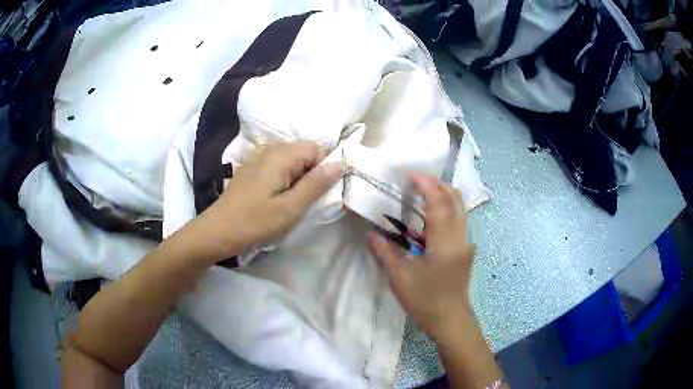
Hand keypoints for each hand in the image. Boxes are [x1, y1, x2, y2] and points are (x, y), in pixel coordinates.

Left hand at [194, 142, 341, 260]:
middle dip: (310, 174)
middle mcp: (270, 149)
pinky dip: (284, 180)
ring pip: (291, 161)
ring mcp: (258, 158)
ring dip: (297, 179)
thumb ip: (316, 184)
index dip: (323, 168)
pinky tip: (274, 199)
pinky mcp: (252, 169)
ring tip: (288, 203)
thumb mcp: (291, 208)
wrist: (218, 231)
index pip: (317, 148)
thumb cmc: (255, 221)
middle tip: (302, 201)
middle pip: (304, 153)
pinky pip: (277, 167)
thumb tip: (340, 163)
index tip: (316, 193)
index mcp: (281, 155)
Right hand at [368, 174, 475, 342]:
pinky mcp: (466, 249)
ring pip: (460, 208)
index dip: (426, 185)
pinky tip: (429, 216)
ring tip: (421, 193)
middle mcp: (461, 238)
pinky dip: (445, 209)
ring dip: (443, 195)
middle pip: (456, 200)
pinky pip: (458, 219)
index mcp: (445, 244)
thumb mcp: (400, 278)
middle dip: (437, 184)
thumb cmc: (425, 302)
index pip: (439, 204)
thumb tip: (371, 234)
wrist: (450, 320)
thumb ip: (385, 252)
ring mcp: (466, 243)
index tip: (410, 174)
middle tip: (416, 181)